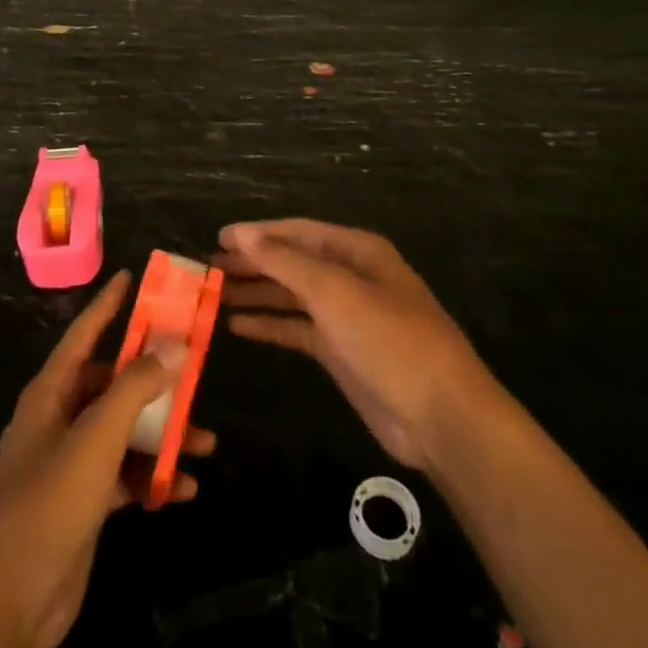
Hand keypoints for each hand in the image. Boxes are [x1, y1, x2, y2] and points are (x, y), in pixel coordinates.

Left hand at [0, 271, 214, 647]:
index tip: (132, 277)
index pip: (83, 334)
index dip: (108, 304)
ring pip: (124, 430)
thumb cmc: (48, 505)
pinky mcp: (83, 502)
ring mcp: (70, 462)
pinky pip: (125, 474)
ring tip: (204, 441)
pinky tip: (184, 489)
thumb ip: (135, 389)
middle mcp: (58, 419)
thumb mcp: (96, 439)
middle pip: (112, 383)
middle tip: (194, 370)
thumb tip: (174, 346)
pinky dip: (152, 476)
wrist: (8, 605)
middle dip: (154, 380)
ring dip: (161, 434)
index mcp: (50, 394)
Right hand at [218, 219, 496, 471]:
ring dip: (256, 293)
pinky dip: (269, 324)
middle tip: (207, 268)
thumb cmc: (389, 340)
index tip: (217, 237)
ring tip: (213, 293)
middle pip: (292, 262)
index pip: (297, 232)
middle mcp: (351, 277)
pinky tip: (236, 325)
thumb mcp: (335, 292)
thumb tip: (241, 233)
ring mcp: (346, 316)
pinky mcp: (340, 352)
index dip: (257, 233)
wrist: (440, 415)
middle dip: (252, 263)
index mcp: (357, 251)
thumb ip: (285, 261)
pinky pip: (296, 329)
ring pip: (291, 296)